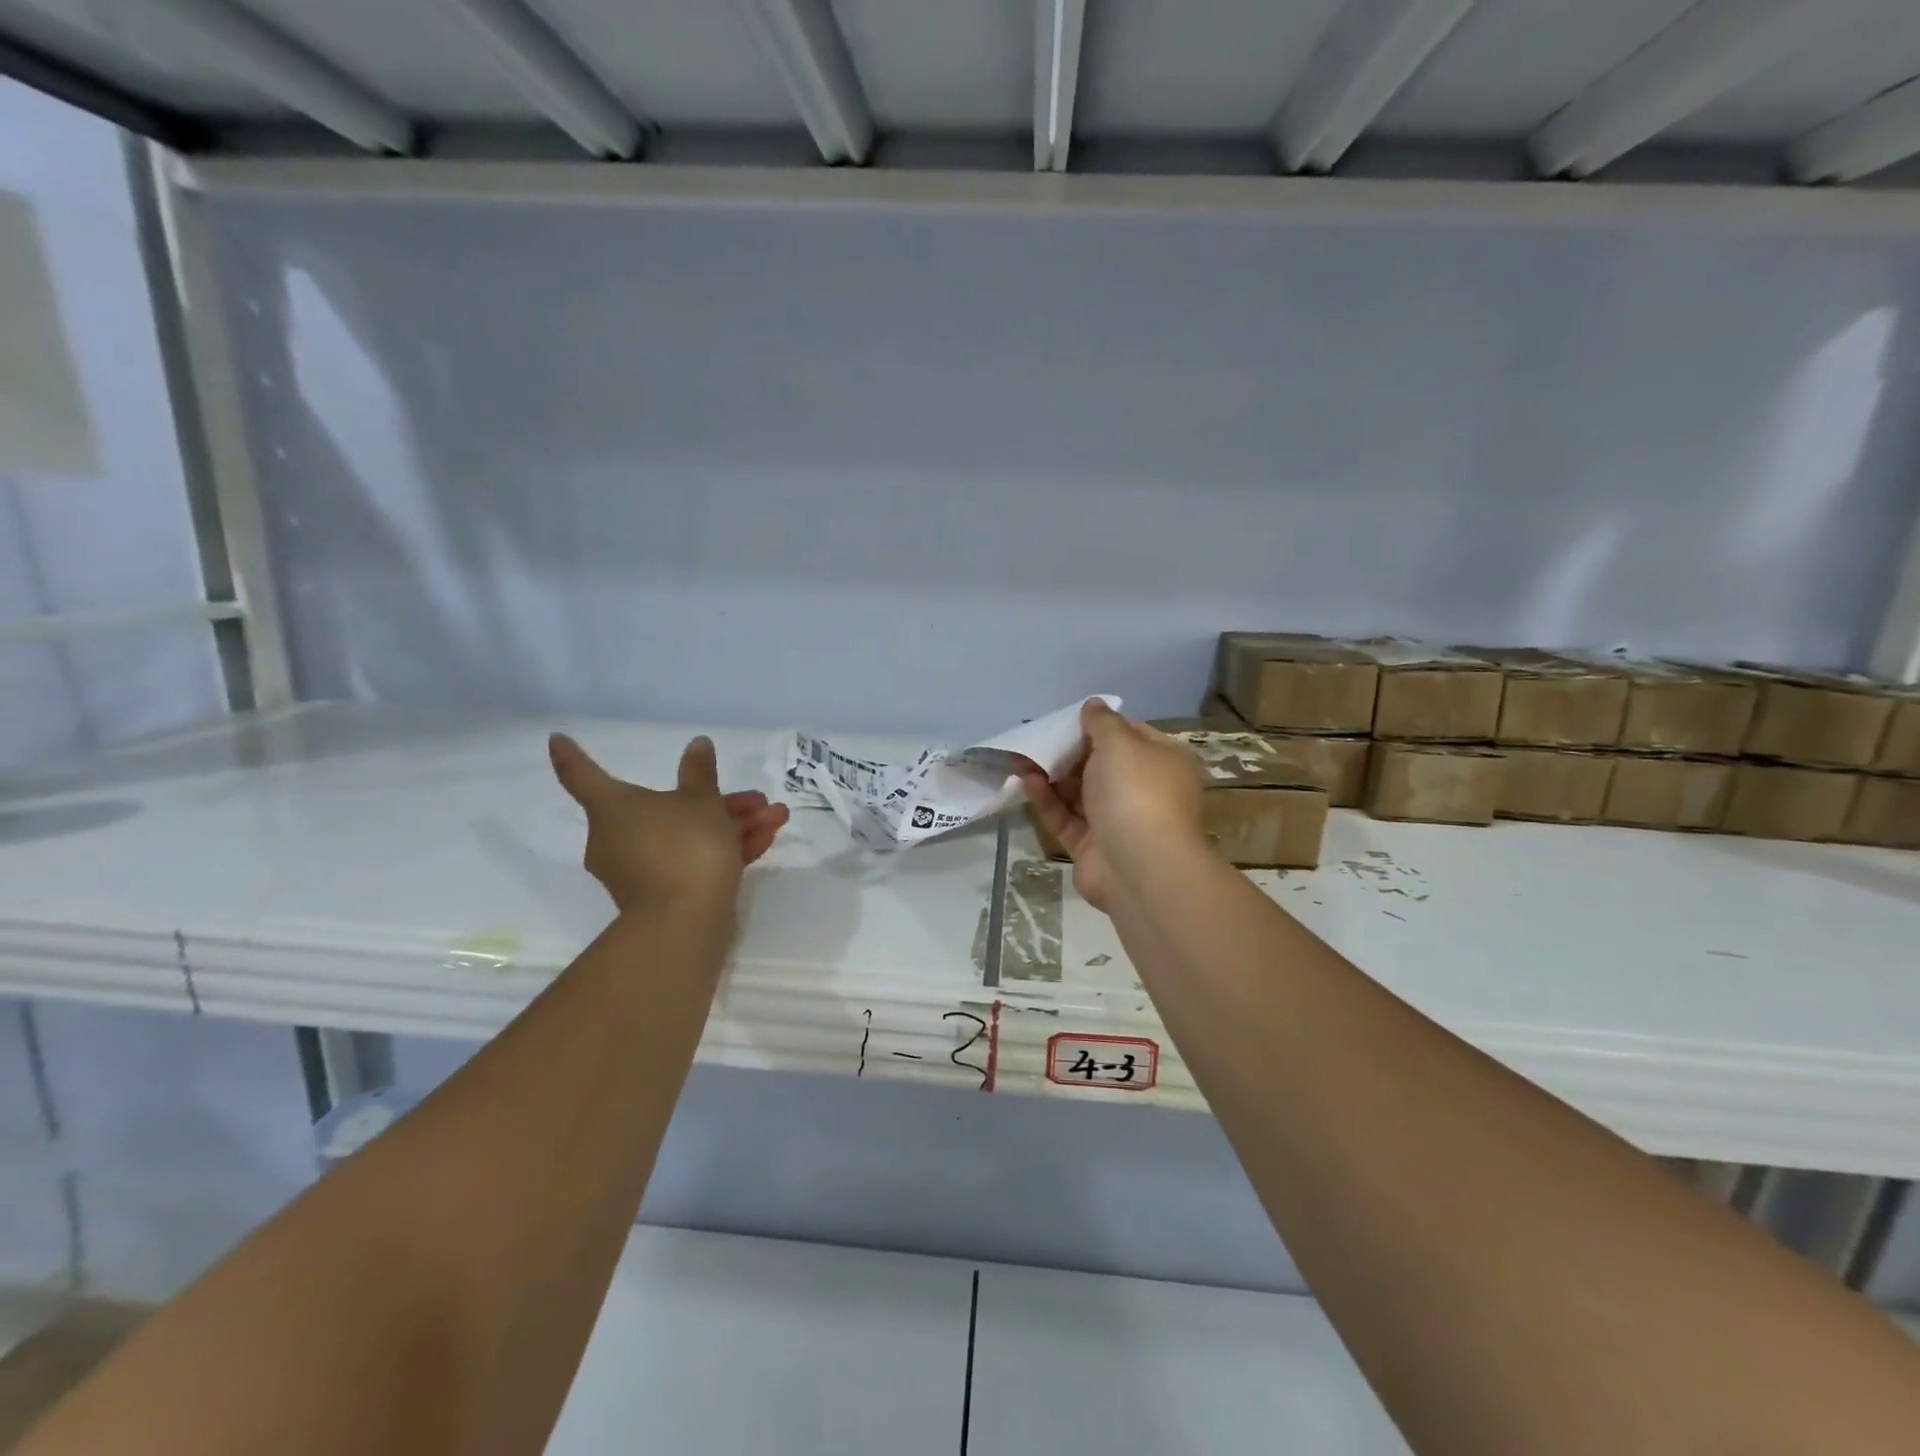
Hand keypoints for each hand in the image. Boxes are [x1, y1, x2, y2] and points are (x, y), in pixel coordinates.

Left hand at [549, 733, 789, 914]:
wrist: (686, 921)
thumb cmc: (685, 846)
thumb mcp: (701, 801)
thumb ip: (701, 773)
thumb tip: (697, 745)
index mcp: (613, 807)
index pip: (583, 775)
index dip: (572, 755)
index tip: (557, 738)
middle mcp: (618, 836)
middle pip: (665, 807)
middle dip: (718, 801)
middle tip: (755, 797)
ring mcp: (641, 868)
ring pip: (688, 835)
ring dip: (733, 824)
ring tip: (776, 816)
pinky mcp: (665, 893)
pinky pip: (693, 860)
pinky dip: (726, 849)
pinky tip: (767, 838)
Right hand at [1018, 699, 1205, 910]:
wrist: (1139, 867)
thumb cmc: (1136, 791)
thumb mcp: (1119, 742)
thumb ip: (1102, 722)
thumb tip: (1093, 705)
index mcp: (1164, 762)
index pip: (1131, 735)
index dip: (1100, 725)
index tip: (1069, 720)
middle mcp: (1145, 791)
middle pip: (1102, 765)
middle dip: (1069, 751)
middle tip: (1037, 737)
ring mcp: (1119, 822)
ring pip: (1080, 793)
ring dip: (1052, 775)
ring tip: (1021, 757)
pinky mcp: (1093, 848)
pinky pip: (1067, 818)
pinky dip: (1048, 800)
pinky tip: (1026, 782)